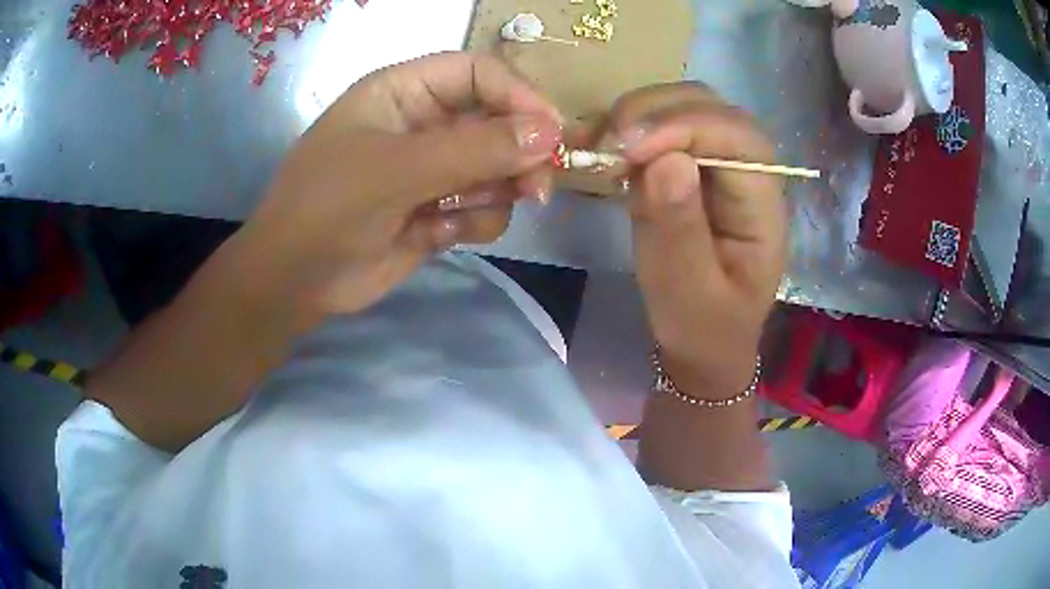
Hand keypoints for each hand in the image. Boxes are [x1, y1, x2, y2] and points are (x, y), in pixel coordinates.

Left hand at [236, 52, 562, 315]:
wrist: (294, 282)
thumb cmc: (327, 208)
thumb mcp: (395, 171)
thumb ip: (474, 150)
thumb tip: (549, 134)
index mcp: (404, 92)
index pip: (478, 73)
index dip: (519, 96)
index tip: (552, 134)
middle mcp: (423, 123)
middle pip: (498, 121)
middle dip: (519, 154)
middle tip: (537, 189)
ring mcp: (432, 169)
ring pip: (497, 168)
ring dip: (495, 192)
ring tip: (464, 217)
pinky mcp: (438, 211)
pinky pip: (483, 207)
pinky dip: (474, 223)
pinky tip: (440, 236)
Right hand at [604, 83, 787, 395]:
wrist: (703, 343)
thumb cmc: (703, 327)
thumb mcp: (687, 292)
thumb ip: (680, 229)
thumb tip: (665, 160)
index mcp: (764, 208)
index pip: (740, 139)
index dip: (688, 127)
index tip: (632, 148)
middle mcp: (749, 174)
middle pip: (714, 108)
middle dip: (659, 112)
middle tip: (611, 143)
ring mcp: (721, 166)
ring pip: (687, 107)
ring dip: (642, 115)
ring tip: (605, 146)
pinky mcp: (694, 168)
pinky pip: (665, 126)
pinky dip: (632, 127)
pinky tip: (608, 146)